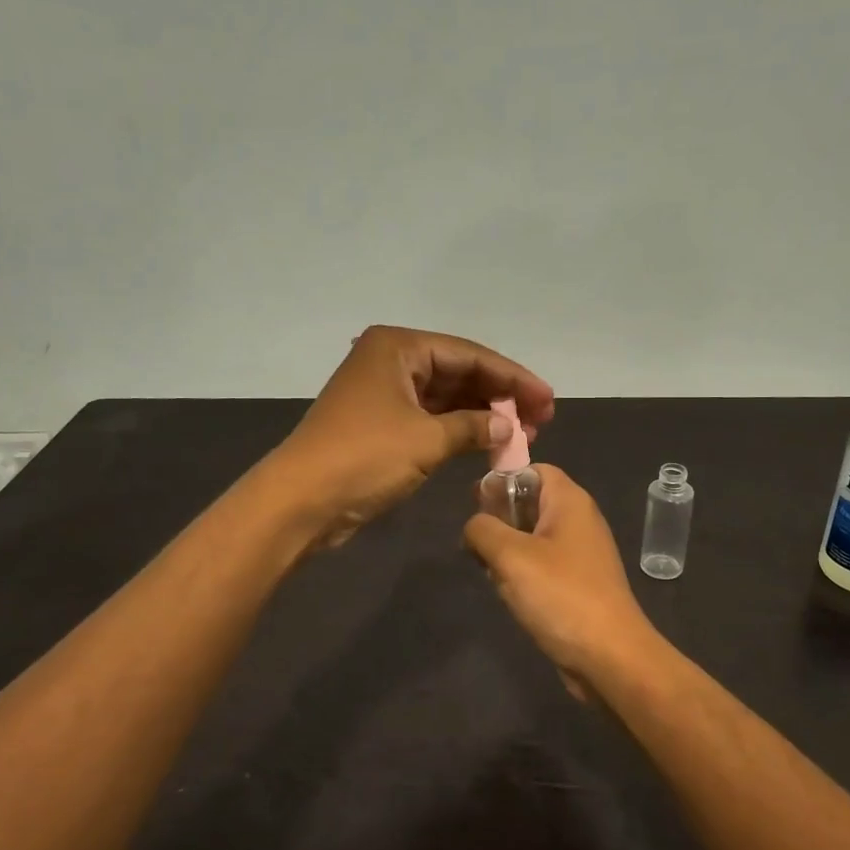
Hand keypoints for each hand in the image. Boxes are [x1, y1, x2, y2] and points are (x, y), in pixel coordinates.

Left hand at [273, 325, 553, 548]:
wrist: (301, 502)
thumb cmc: (364, 458)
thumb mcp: (426, 439)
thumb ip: (474, 427)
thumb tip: (508, 427)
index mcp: (398, 347)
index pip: (470, 355)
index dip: (513, 378)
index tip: (548, 400)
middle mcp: (391, 362)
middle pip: (460, 372)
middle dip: (500, 397)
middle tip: (540, 421)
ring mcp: (385, 394)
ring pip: (447, 398)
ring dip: (483, 415)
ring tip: (523, 435)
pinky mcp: (382, 425)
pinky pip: (432, 419)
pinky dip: (460, 431)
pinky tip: (490, 443)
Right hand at [464, 464, 661, 698]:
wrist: (609, 657)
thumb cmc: (560, 595)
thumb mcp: (510, 555)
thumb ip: (482, 529)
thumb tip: (473, 527)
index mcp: (570, 502)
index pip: (534, 470)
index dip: (503, 479)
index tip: (475, 503)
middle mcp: (579, 521)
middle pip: (529, 504)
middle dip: (498, 521)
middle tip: (477, 545)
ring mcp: (580, 555)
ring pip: (531, 538)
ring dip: (506, 553)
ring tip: (491, 573)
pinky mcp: (577, 584)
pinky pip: (541, 567)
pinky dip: (521, 575)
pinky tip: (509, 595)